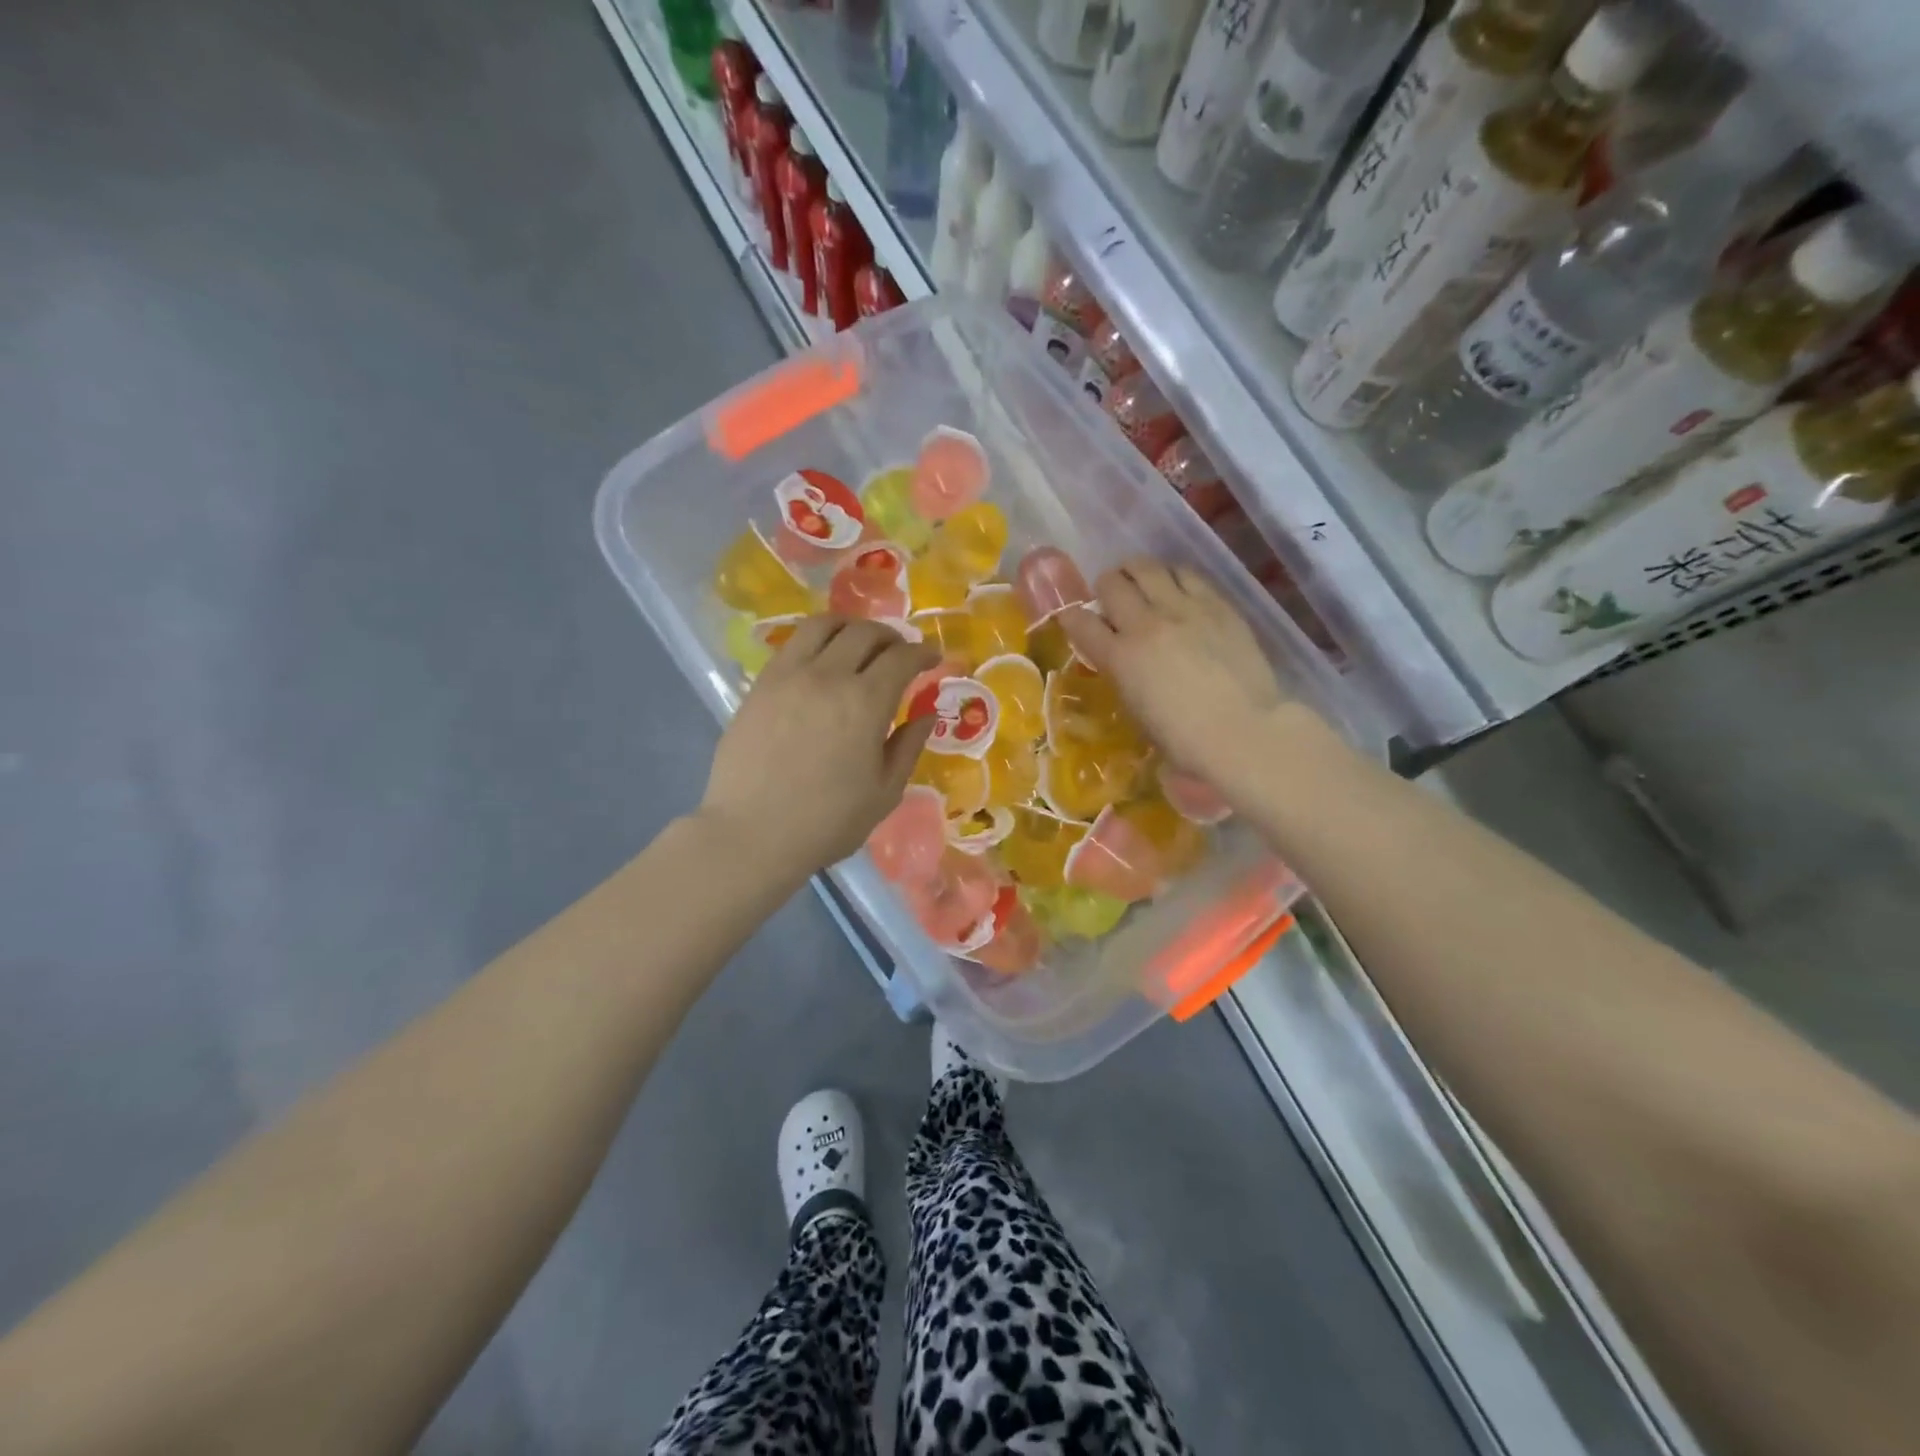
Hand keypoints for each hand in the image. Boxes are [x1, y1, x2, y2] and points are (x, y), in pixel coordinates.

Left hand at [699, 616, 937, 877]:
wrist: (751, 834)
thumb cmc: (827, 822)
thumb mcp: (884, 793)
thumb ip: (908, 747)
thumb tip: (927, 714)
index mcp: (865, 702)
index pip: (902, 658)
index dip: (923, 652)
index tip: (933, 657)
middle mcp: (828, 676)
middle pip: (865, 633)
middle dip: (891, 637)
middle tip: (900, 653)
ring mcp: (788, 676)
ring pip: (824, 625)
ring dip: (851, 627)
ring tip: (859, 643)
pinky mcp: (761, 685)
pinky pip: (793, 644)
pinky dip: (817, 641)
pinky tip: (821, 661)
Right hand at [1061, 558, 1320, 794]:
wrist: (1244, 731)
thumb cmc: (1185, 739)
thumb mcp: (1136, 710)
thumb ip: (1122, 674)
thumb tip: (1121, 656)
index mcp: (1120, 657)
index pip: (1080, 621)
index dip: (1071, 615)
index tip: (1075, 618)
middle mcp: (1145, 624)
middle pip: (1111, 583)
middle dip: (1105, 588)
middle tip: (1112, 598)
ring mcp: (1183, 609)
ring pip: (1147, 567)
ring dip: (1136, 573)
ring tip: (1142, 583)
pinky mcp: (1217, 604)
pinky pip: (1186, 574)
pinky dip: (1172, 576)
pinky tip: (1176, 587)